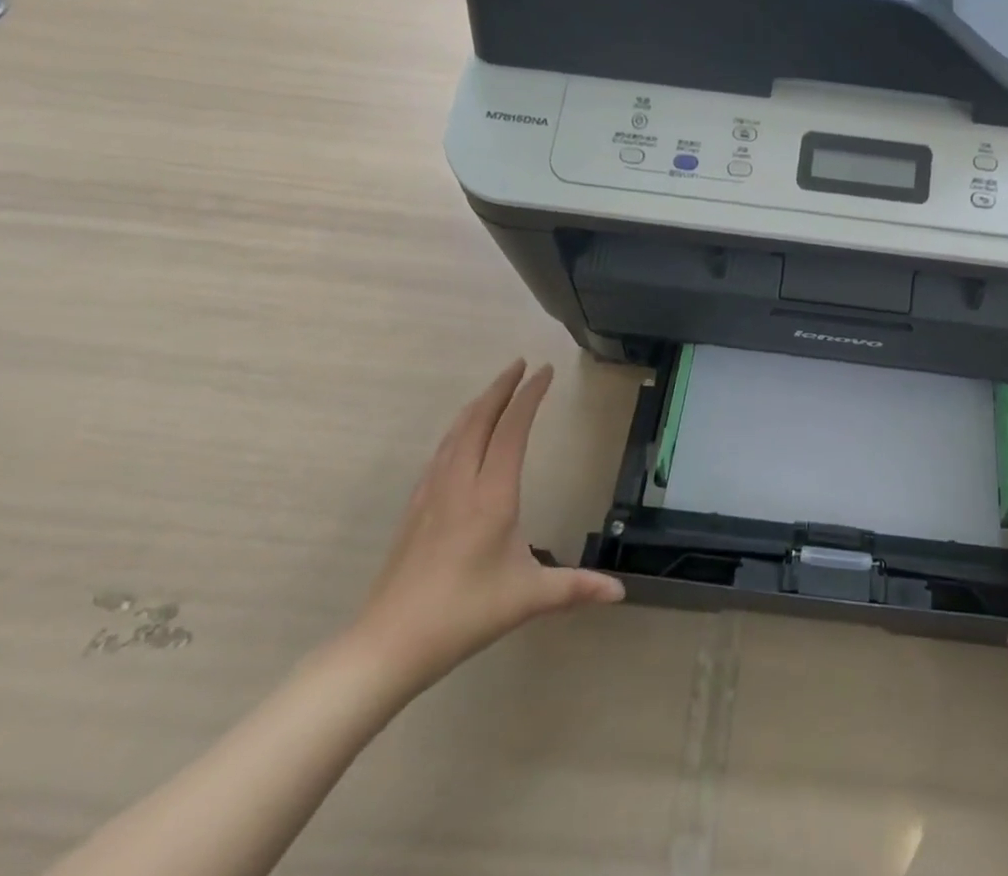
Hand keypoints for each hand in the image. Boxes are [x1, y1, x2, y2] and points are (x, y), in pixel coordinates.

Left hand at [343, 361, 623, 690]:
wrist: (387, 644)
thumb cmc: (463, 615)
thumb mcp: (527, 598)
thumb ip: (576, 588)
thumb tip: (620, 592)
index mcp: (493, 495)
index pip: (512, 429)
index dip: (529, 395)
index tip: (546, 371)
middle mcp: (461, 483)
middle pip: (479, 419)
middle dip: (501, 387)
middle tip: (521, 363)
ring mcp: (432, 493)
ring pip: (455, 433)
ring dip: (478, 404)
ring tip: (495, 390)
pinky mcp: (415, 508)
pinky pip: (440, 452)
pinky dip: (458, 430)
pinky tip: (460, 437)